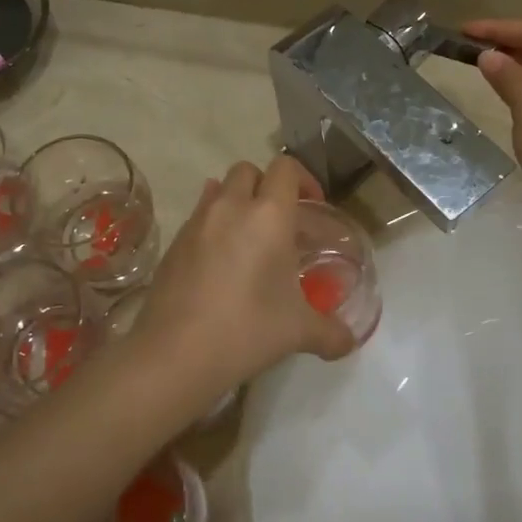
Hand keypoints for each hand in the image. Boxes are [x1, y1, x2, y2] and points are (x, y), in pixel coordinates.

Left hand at [128, 156, 354, 414]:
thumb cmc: (247, 330)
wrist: (174, 354)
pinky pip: (197, 218)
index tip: (313, 206)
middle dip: (266, 187)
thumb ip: (330, 332)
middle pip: (248, 170)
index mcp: (268, 215)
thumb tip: (349, 341)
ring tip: (249, 241)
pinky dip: (213, 227)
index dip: (304, 179)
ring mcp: (196, 223)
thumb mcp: (298, 331)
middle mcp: (230, 207)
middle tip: (281, 223)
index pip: (286, 168)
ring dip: (236, 203)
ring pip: (218, 190)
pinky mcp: (172, 244)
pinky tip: (220, 264)